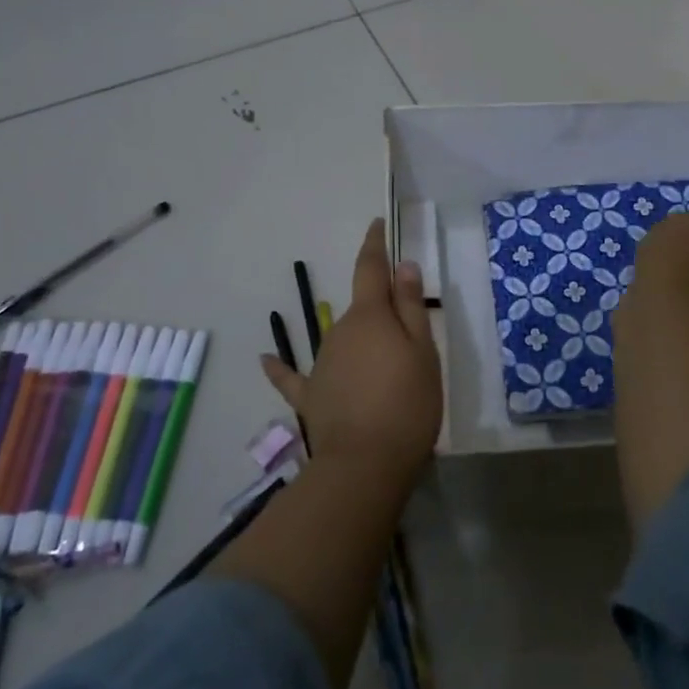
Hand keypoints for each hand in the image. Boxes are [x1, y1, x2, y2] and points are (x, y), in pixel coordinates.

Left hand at [261, 218, 442, 491]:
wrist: (366, 463)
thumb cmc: (407, 402)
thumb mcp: (423, 351)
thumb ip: (411, 307)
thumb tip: (403, 265)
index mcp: (370, 316)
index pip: (371, 268)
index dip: (375, 244)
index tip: (377, 225)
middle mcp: (338, 331)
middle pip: (362, 310)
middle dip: (381, 312)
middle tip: (409, 339)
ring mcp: (320, 364)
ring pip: (342, 340)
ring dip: (360, 344)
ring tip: (387, 373)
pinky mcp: (310, 396)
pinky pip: (293, 377)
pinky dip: (280, 368)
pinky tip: (265, 359)